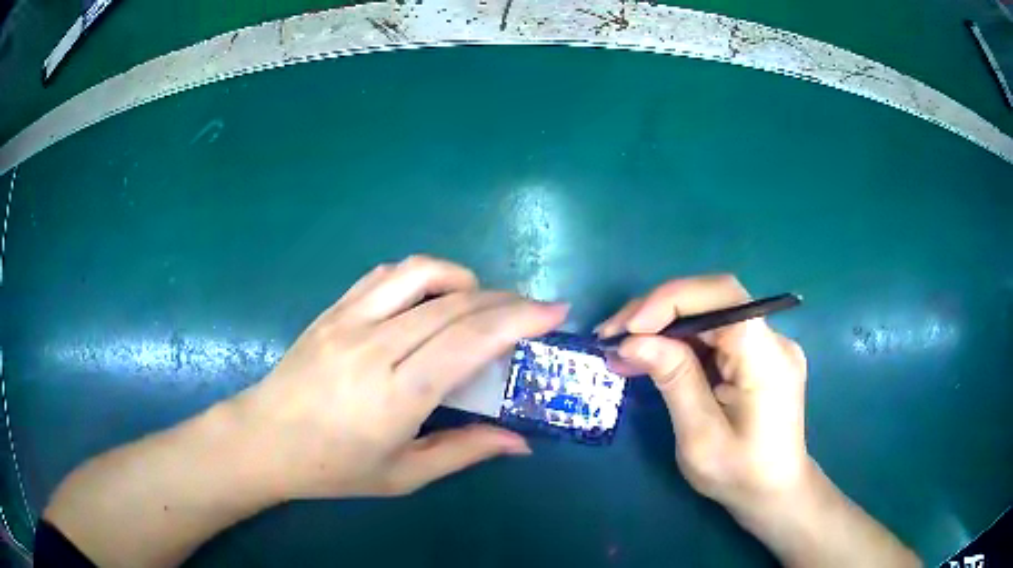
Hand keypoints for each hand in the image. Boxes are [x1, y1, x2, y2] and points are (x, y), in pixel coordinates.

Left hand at [238, 255, 567, 499]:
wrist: (264, 439)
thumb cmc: (333, 467)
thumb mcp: (403, 475)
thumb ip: (464, 452)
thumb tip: (519, 442)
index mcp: (397, 394)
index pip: (470, 339)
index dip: (520, 318)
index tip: (556, 311)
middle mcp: (375, 346)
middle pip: (456, 303)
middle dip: (507, 300)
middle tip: (533, 310)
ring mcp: (349, 319)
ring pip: (420, 273)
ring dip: (464, 279)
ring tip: (480, 303)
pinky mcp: (333, 309)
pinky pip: (386, 275)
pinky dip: (422, 275)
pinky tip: (431, 297)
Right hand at [596, 275, 809, 513]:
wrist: (774, 492)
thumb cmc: (739, 474)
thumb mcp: (700, 436)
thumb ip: (673, 379)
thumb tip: (632, 341)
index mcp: (767, 357)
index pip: (722, 297)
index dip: (671, 300)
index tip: (627, 329)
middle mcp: (774, 339)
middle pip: (713, 299)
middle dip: (657, 310)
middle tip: (611, 335)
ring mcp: (768, 344)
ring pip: (710, 313)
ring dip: (663, 324)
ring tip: (620, 347)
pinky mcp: (758, 355)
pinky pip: (715, 333)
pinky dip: (679, 340)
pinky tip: (651, 355)